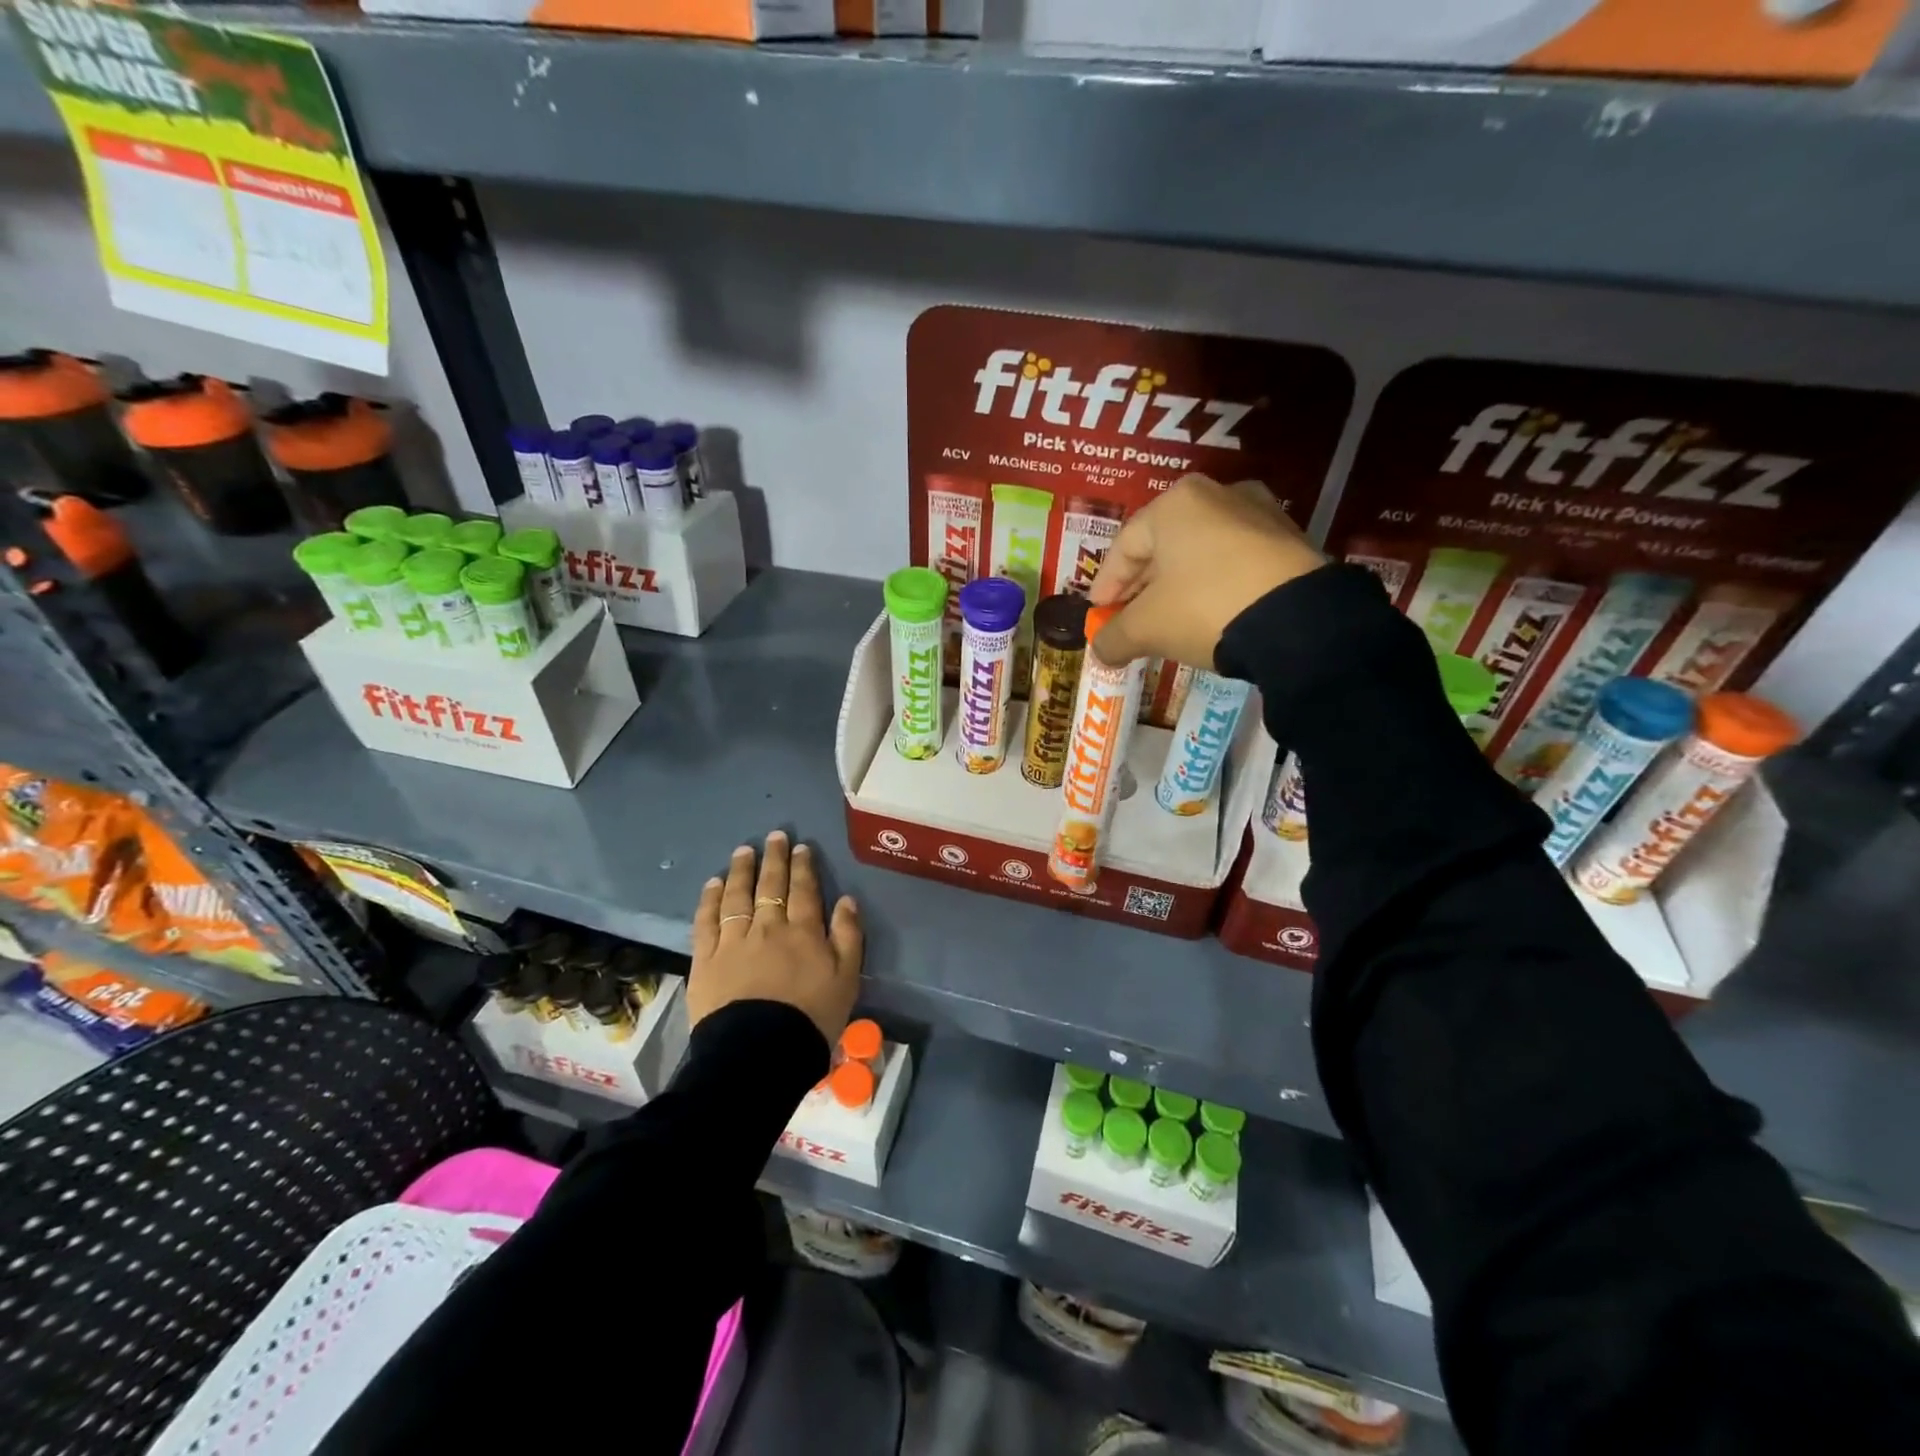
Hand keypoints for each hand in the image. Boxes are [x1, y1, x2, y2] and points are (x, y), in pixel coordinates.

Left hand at [689, 831, 862, 1044]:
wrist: (759, 1054)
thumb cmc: (810, 1019)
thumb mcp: (846, 980)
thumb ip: (848, 937)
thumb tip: (846, 900)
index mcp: (803, 932)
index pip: (804, 890)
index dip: (803, 866)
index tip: (801, 847)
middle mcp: (767, 927)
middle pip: (770, 885)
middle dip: (774, 858)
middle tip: (774, 836)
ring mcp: (733, 941)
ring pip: (737, 896)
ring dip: (741, 871)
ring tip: (743, 851)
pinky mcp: (705, 960)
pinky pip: (706, 921)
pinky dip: (710, 899)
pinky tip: (713, 884)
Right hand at [1088, 475, 1323, 667]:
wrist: (1298, 621)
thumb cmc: (1205, 608)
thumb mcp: (1147, 628)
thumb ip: (1113, 637)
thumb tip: (1099, 651)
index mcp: (1176, 503)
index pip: (1124, 546)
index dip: (1106, 585)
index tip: (1098, 613)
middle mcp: (1218, 495)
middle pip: (1163, 547)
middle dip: (1142, 587)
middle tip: (1129, 619)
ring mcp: (1260, 514)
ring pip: (1201, 554)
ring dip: (1178, 586)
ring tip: (1169, 620)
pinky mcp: (1290, 540)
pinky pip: (1235, 562)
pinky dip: (1214, 586)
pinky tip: (1209, 615)